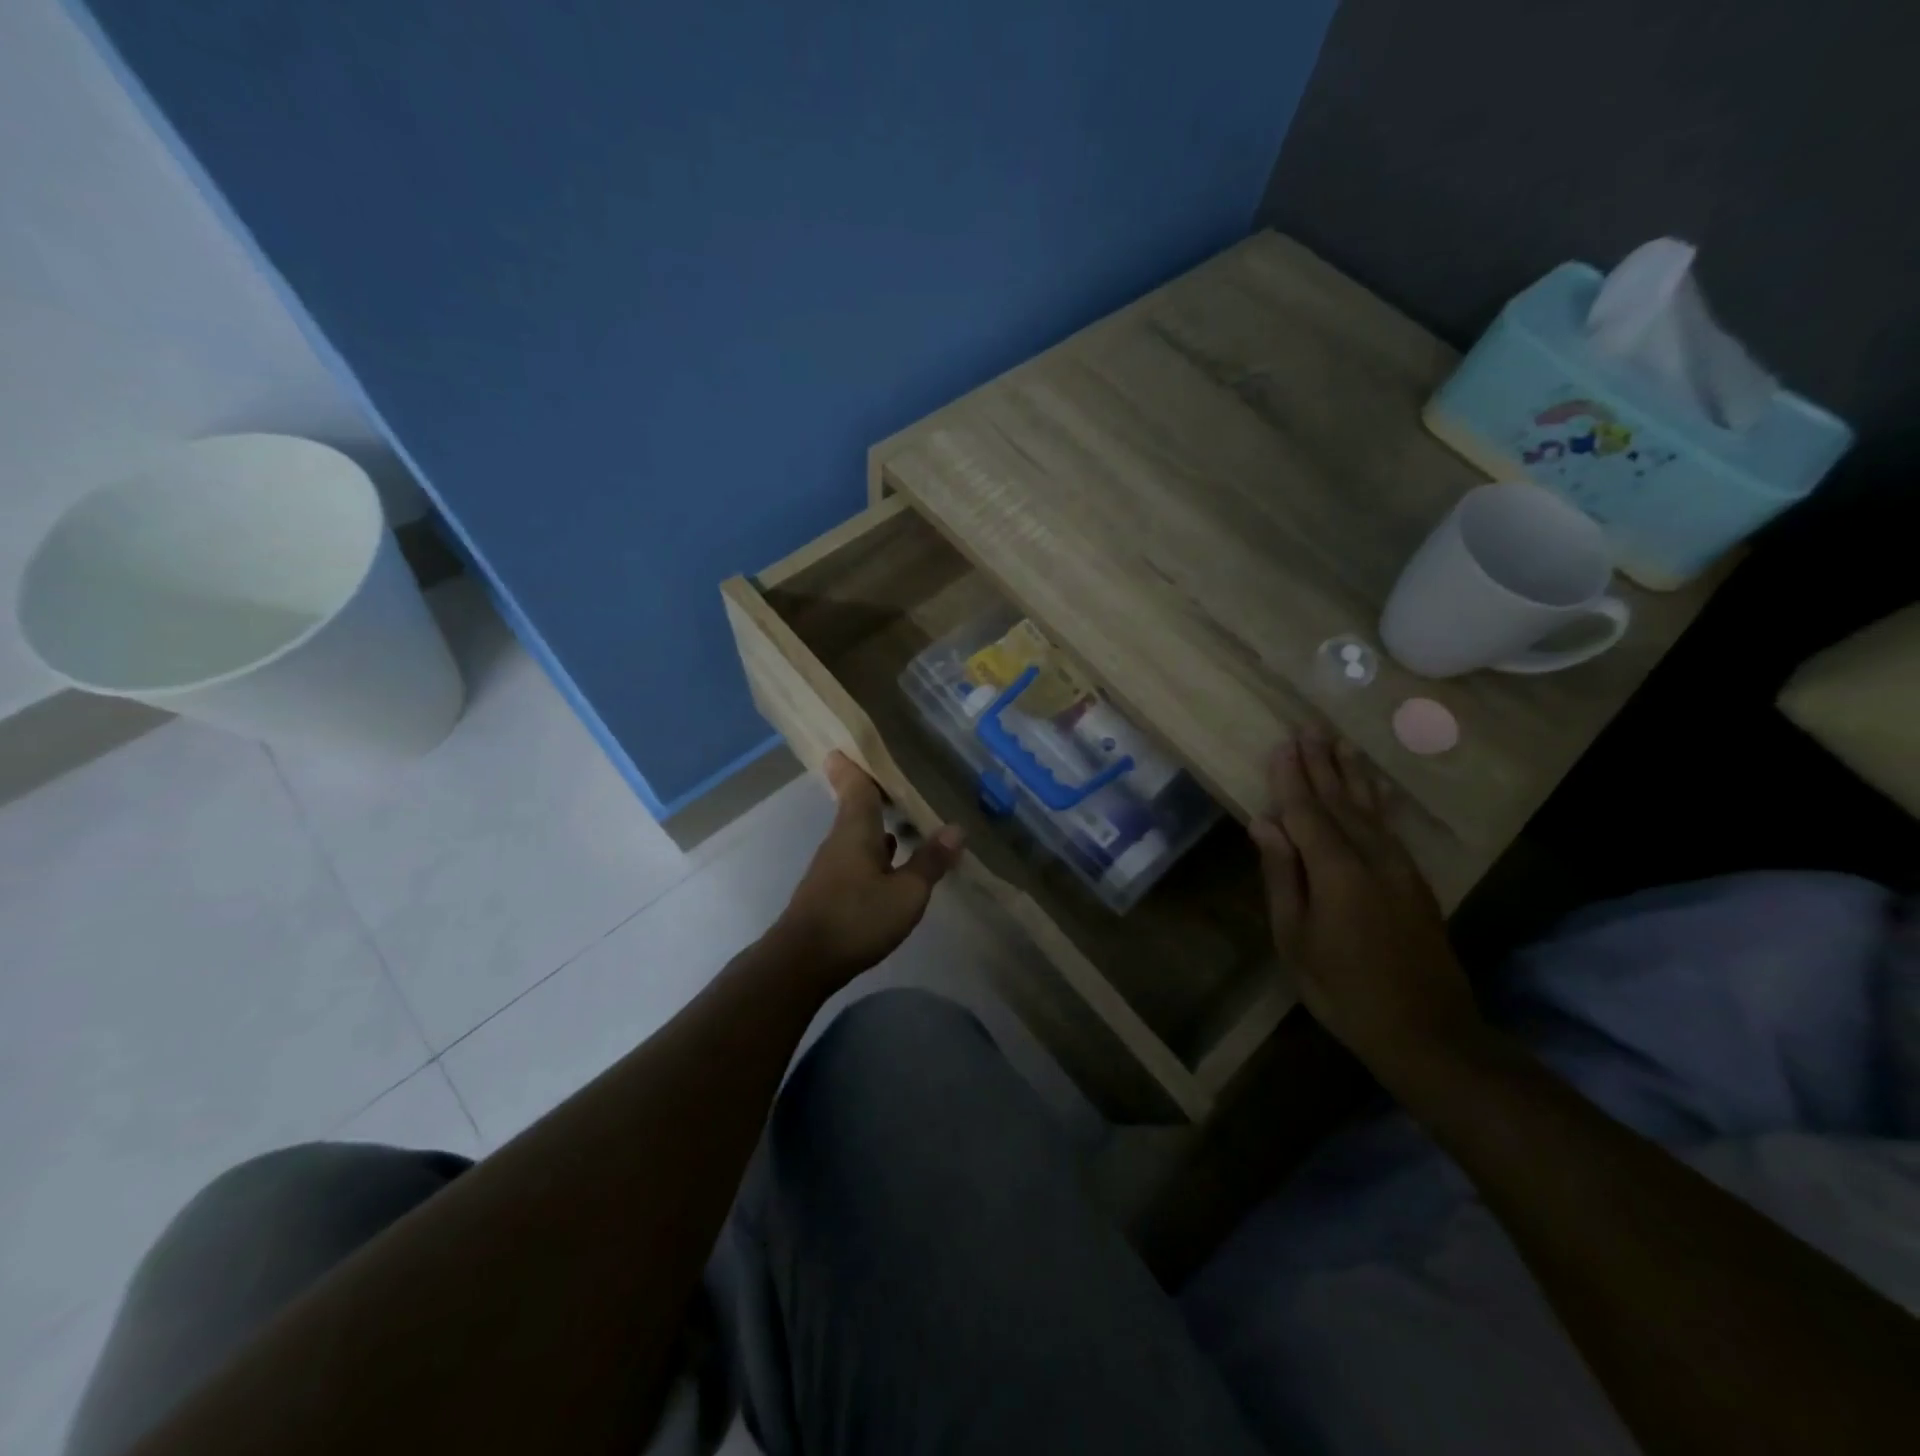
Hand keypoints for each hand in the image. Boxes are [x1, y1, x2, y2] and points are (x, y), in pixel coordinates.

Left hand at [772, 752, 963, 985]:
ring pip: (857, 836)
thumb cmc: (856, 918)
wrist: (802, 963)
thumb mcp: (906, 893)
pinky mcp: (829, 892)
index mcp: (856, 831)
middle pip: (855, 809)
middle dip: (873, 795)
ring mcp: (831, 868)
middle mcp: (840, 842)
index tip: (850, 745)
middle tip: (896, 780)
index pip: (855, 787)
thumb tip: (956, 829)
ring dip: (877, 826)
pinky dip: (874, 853)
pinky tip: (890, 864)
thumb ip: (930, 862)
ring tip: (903, 820)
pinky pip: (856, 860)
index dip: (854, 766)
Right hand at [1250, 735, 1485, 1086]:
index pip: (1306, 811)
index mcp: (1336, 870)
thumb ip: (1281, 874)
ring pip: (1369, 809)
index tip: (1280, 745)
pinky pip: (1387, 826)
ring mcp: (1399, 867)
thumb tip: (1263, 822)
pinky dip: (1375, 801)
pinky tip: (1372, 789)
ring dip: (1352, 774)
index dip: (1290, 778)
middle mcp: (1371, 856)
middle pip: (1339, 800)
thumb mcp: (1295, 936)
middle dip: (1321, 764)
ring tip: (1341, 743)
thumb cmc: (1342, 988)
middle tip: (1309, 728)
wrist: (1426, 1030)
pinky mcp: (1414, 881)